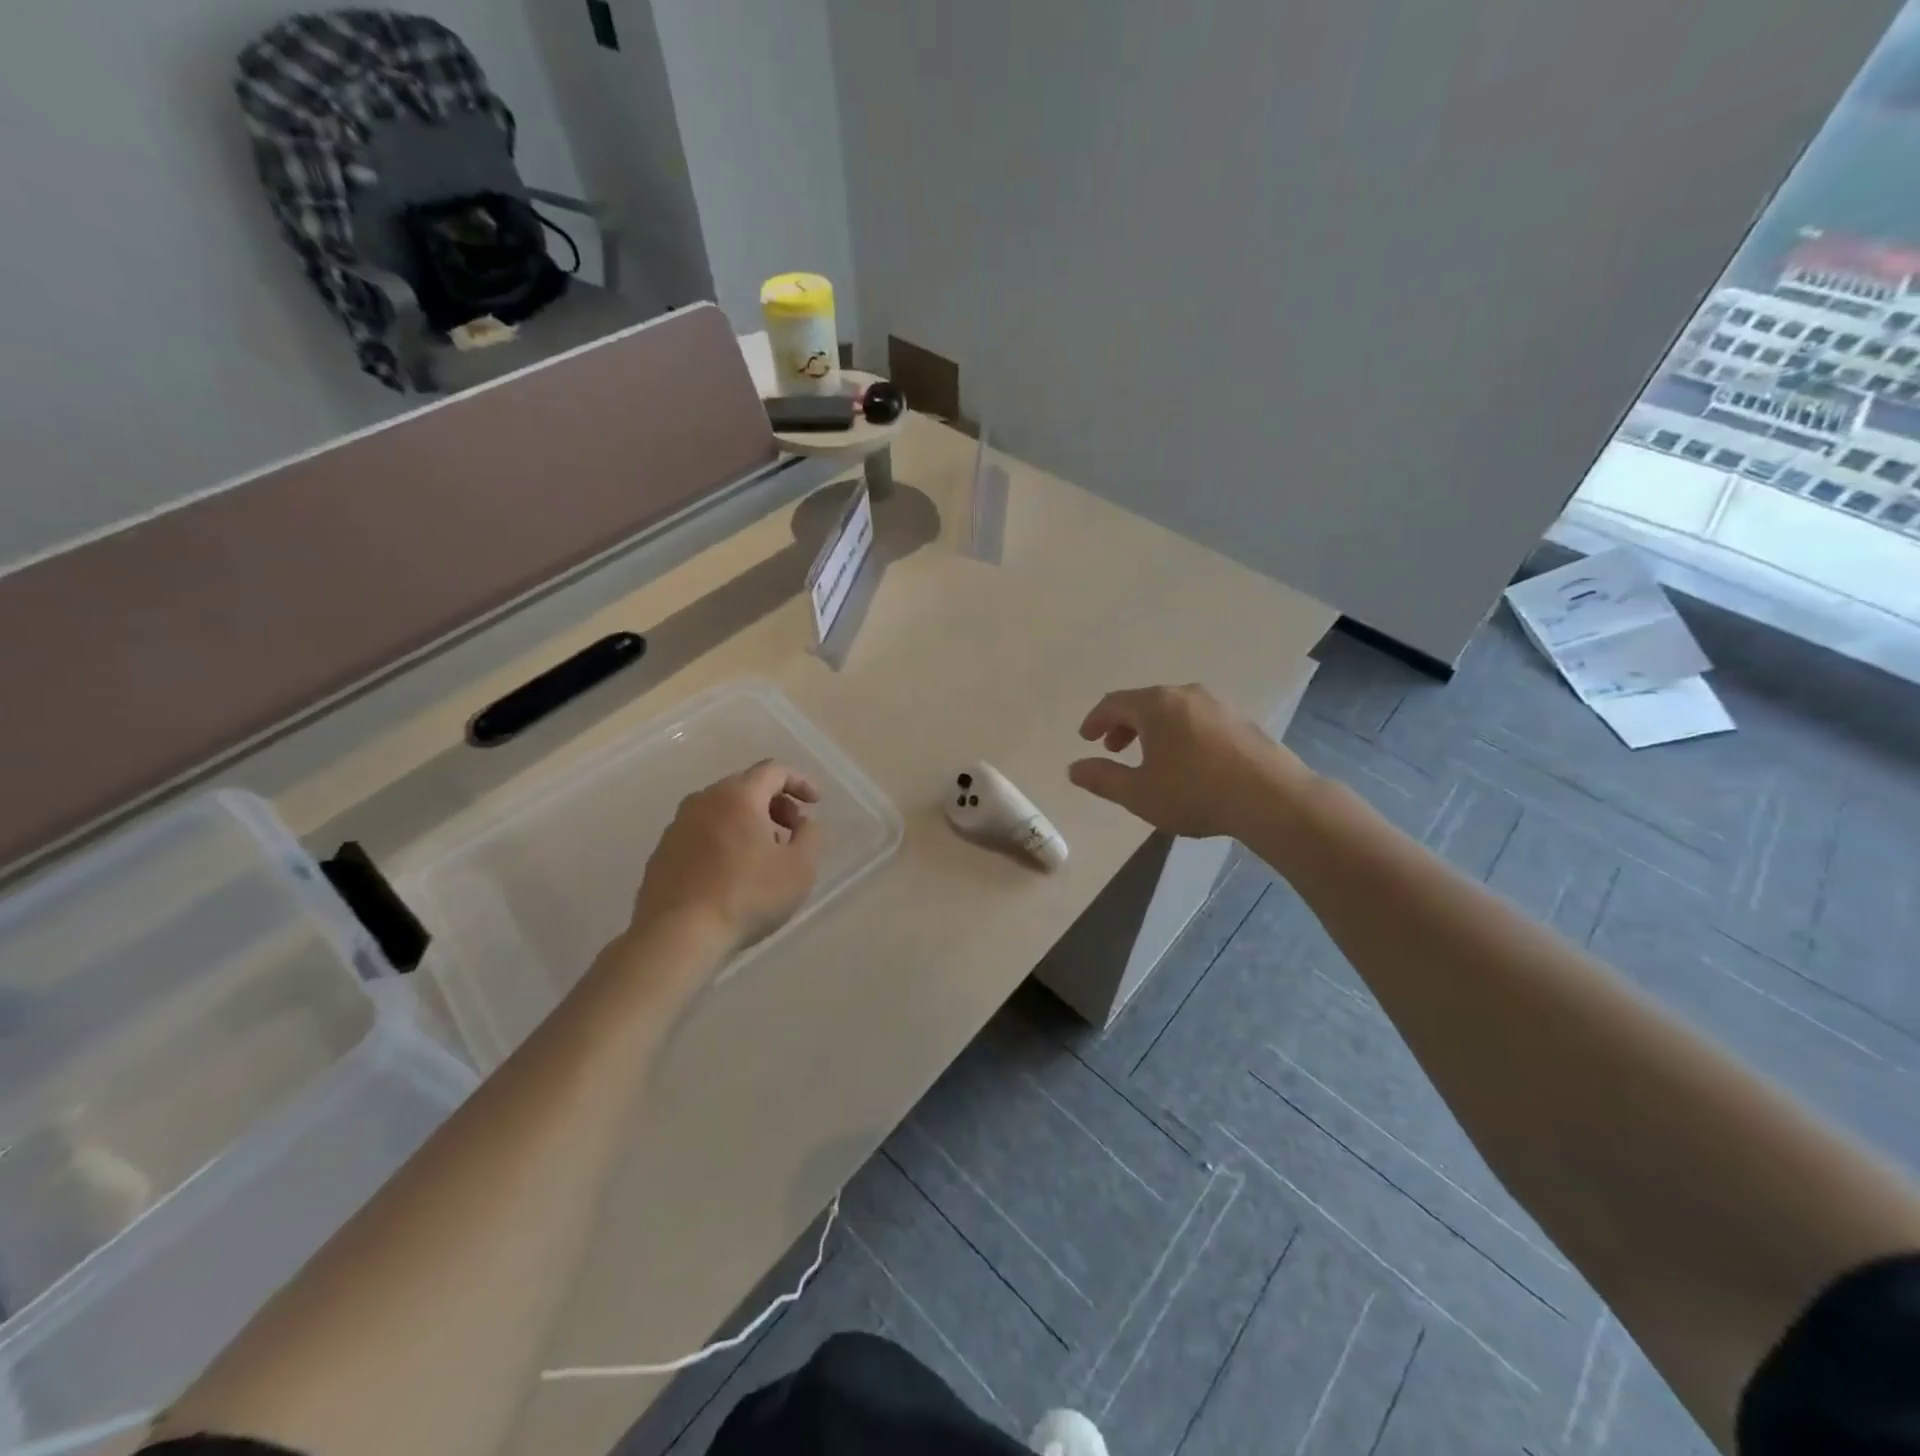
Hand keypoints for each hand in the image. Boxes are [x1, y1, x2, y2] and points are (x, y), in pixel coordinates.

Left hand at [632, 760, 821, 949]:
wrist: (677, 936)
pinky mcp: (662, 853)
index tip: (816, 802)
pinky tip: (732, 873)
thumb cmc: (747, 897)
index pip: (774, 771)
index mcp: (738, 796)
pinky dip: (724, 840)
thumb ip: (810, 835)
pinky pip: (701, 833)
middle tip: (793, 832)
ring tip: (765, 855)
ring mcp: (677, 826)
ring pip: (721, 810)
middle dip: (775, 803)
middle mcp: (703, 800)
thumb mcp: (799, 868)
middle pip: (746, 787)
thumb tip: (803, 822)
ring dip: (749, 822)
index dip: (800, 782)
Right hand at [1068, 683, 1311, 839]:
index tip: (1086, 738)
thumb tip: (1074, 768)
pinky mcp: (1240, 720)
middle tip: (1113, 749)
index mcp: (1156, 705)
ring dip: (1152, 729)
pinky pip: (1197, 719)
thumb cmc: (1195, 792)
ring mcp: (1217, 705)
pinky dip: (1179, 732)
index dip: (1095, 720)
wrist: (1272, 798)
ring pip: (1173, 709)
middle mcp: (1185, 694)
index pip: (1113, 703)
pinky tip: (1186, 760)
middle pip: (1144, 702)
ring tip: (1149, 757)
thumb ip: (1102, 778)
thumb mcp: (1139, 793)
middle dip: (1123, 724)